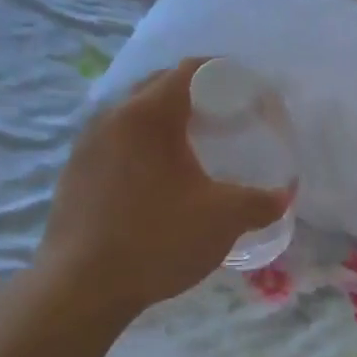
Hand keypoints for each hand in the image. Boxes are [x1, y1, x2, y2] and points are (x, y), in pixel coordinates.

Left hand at [35, 59, 290, 316]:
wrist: (81, 287)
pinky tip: (152, 176)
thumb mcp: (223, 220)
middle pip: (157, 85)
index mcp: (150, 114)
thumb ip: (260, 202)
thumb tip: (284, 195)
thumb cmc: (157, 240)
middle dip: (192, 92)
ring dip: (161, 118)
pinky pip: (113, 139)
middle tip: (221, 115)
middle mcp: (113, 116)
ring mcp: (86, 143)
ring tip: (188, 144)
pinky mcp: (73, 171)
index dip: (221, 72)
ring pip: (131, 112)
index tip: (244, 90)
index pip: (188, 70)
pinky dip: (138, 143)